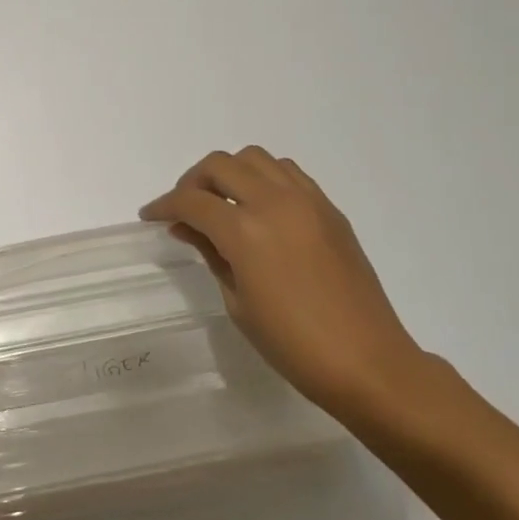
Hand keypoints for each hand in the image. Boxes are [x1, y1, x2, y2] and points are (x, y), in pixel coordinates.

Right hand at [141, 147, 429, 421]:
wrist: (367, 361)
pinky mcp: (329, 208)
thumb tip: (187, 228)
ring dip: (230, 173)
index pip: (191, 201)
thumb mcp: (238, 302)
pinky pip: (288, 173)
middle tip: (184, 209)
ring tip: (222, 203)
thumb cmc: (292, 344)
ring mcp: (307, 201)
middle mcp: (275, 202)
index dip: (164, 206)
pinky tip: (260, 208)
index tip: (150, 216)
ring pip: (255, 158)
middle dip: (193, 181)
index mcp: (245, 231)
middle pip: (220, 165)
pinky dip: (264, 178)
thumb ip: (210, 253)